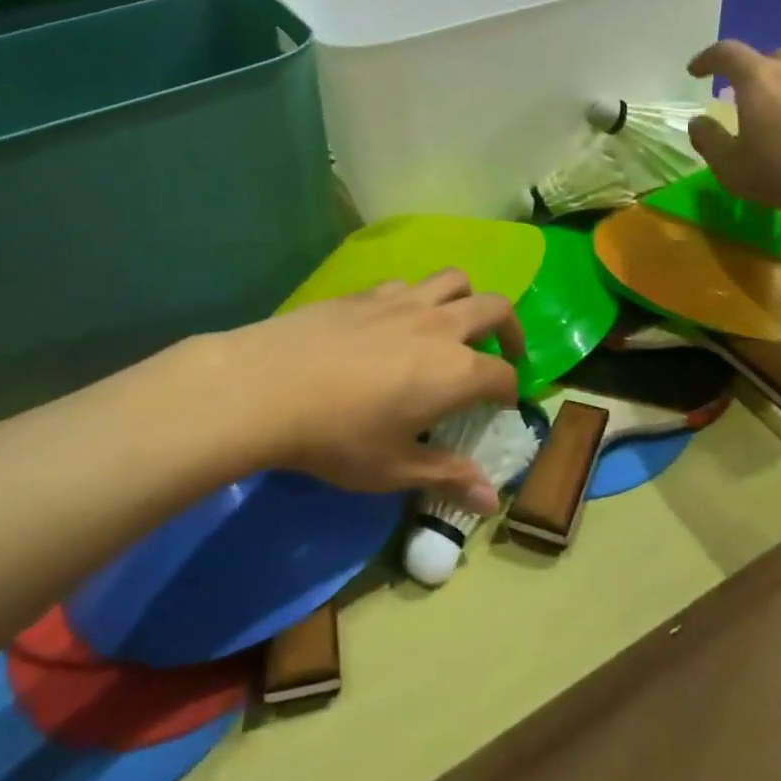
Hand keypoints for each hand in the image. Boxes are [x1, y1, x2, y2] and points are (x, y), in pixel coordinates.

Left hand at [198, 271, 523, 511]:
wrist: (270, 385)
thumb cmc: (339, 437)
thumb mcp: (395, 469)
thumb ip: (448, 477)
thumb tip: (491, 500)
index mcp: (456, 372)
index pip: (503, 375)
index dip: (510, 391)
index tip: (502, 405)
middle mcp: (440, 326)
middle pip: (494, 308)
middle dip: (509, 329)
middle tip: (504, 350)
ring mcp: (403, 301)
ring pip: (454, 279)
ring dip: (468, 298)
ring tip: (457, 323)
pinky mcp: (368, 291)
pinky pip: (409, 283)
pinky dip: (419, 297)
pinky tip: (399, 321)